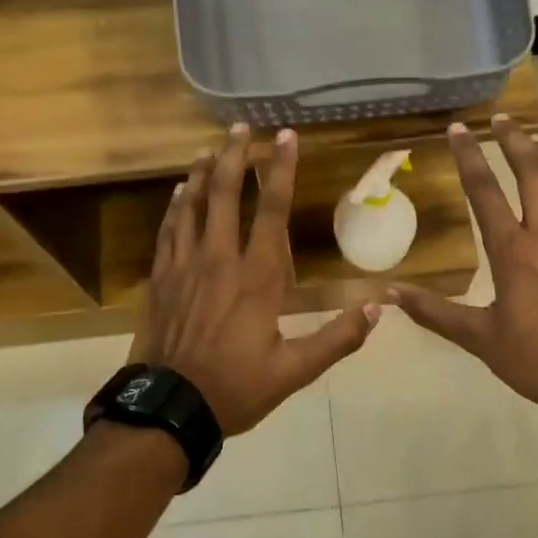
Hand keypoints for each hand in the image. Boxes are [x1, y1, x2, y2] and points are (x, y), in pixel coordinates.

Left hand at [130, 124, 379, 434]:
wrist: (168, 408)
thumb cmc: (235, 388)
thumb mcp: (295, 372)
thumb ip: (337, 339)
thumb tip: (377, 308)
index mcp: (257, 279)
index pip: (273, 212)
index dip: (282, 170)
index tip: (287, 137)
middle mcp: (219, 260)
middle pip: (226, 195)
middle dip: (235, 157)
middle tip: (241, 128)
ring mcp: (184, 267)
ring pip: (193, 206)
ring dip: (204, 174)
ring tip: (211, 149)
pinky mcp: (160, 279)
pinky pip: (168, 230)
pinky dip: (176, 206)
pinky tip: (180, 192)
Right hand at [391, 117, 537, 424]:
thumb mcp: (480, 339)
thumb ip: (435, 313)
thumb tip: (391, 293)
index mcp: (513, 251)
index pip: (485, 191)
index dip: (468, 158)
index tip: (457, 130)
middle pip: (532, 171)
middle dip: (514, 140)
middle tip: (499, 120)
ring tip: (534, 142)